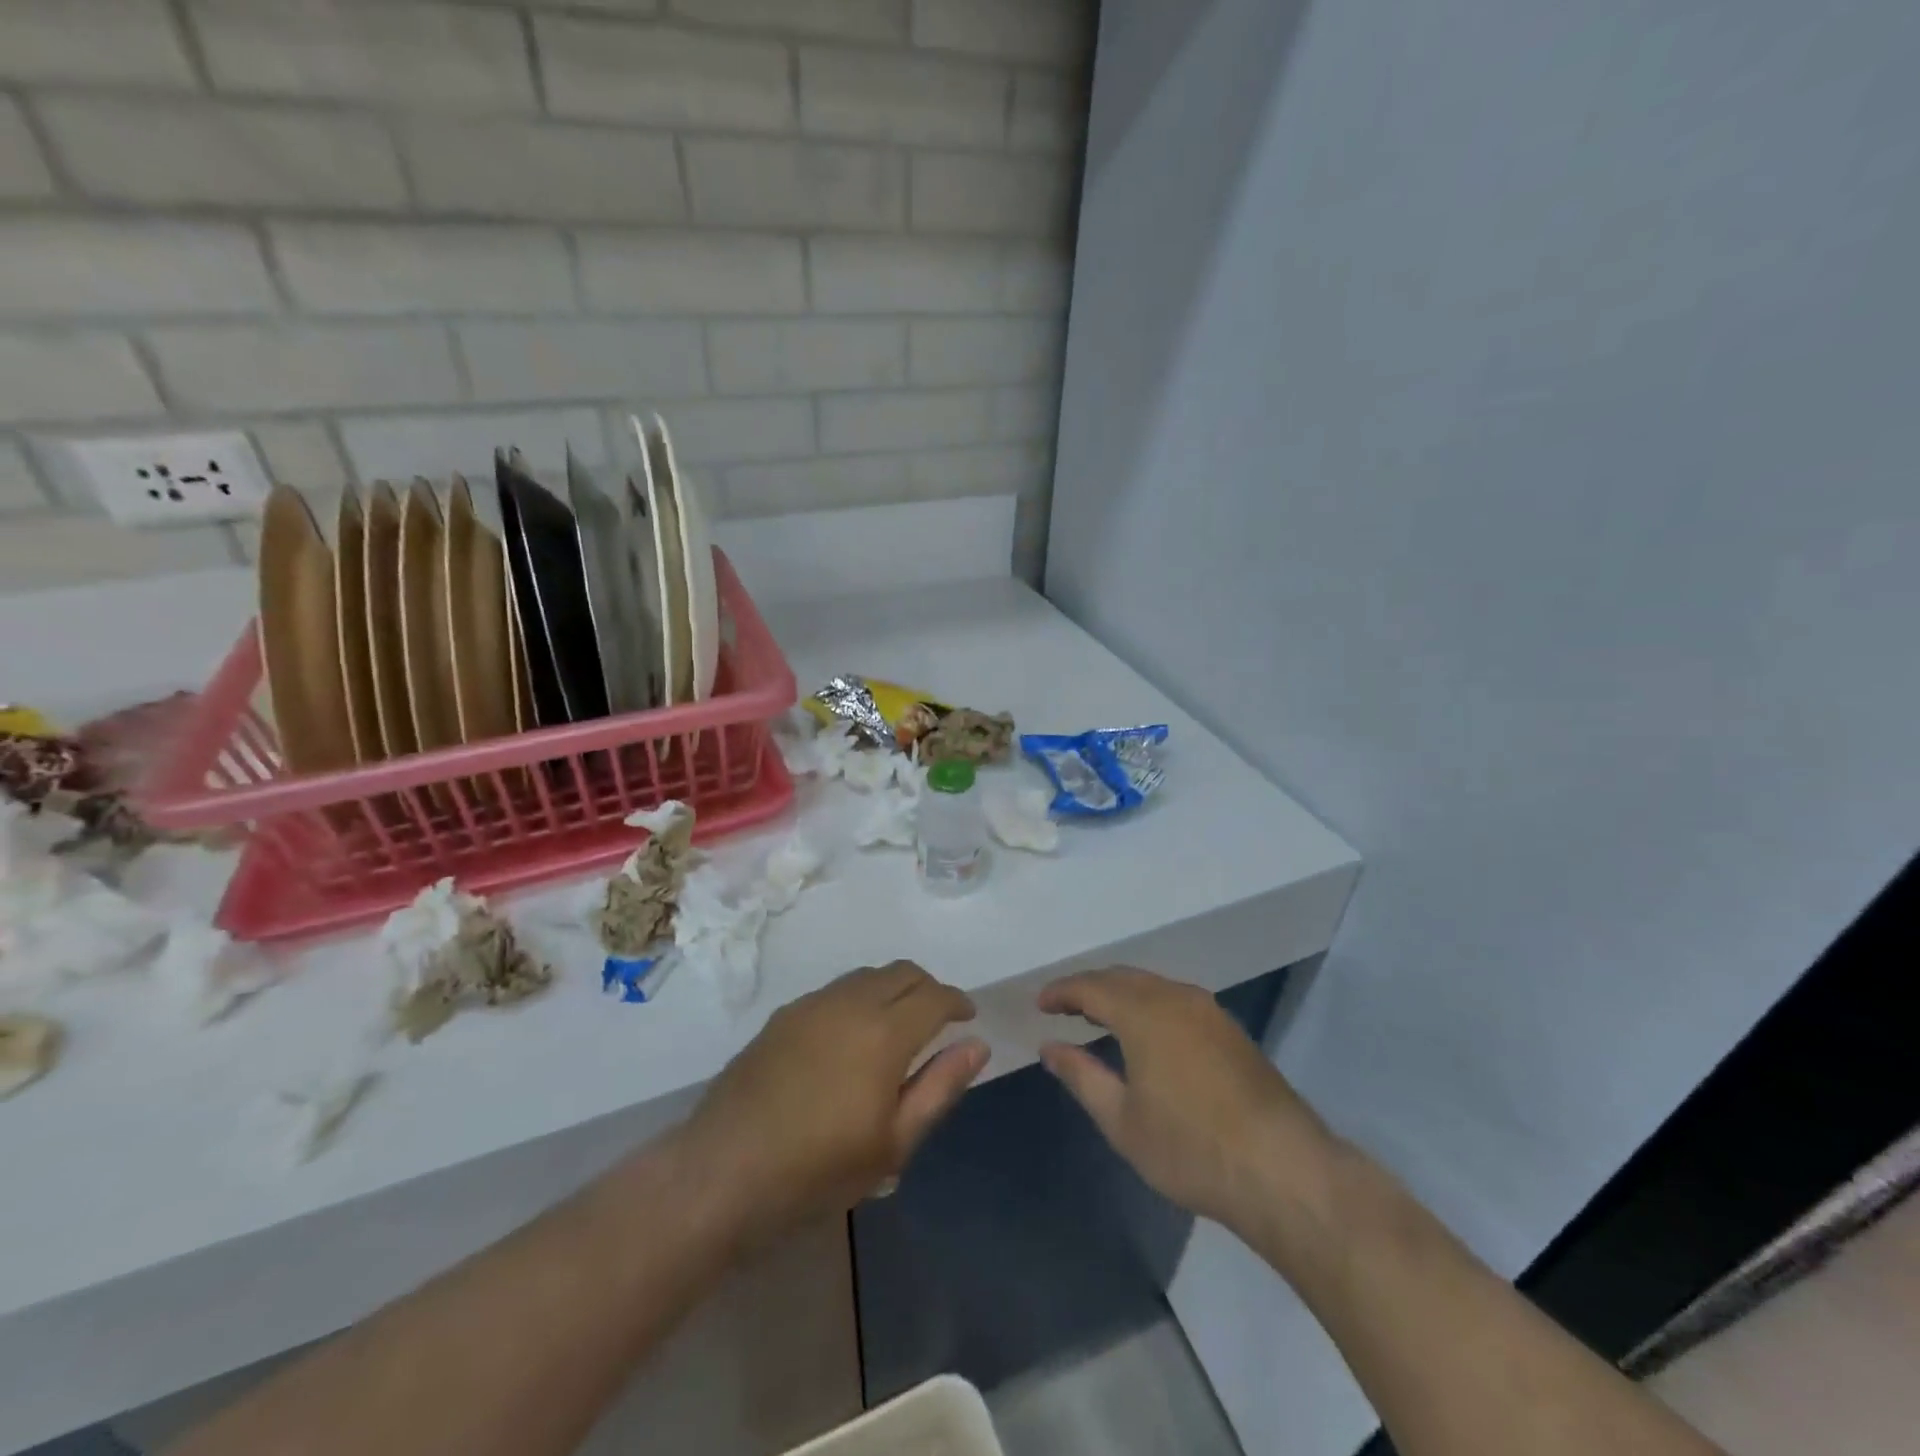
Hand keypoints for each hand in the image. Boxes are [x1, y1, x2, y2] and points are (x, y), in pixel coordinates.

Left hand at [683, 962, 987, 1247]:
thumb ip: (939, 1087)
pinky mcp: (784, 1015)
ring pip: (867, 975)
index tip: (968, 1017)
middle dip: (929, 987)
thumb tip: (977, 1045)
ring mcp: (812, 1004)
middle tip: (938, 1019)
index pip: (934, 995)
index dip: (957, 1001)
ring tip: (898, 1024)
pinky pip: (836, 990)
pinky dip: (860, 997)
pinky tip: (851, 1035)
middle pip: (902, 972)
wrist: (723, 1170)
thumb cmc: (818, 1169)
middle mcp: (850, 1002)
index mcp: (885, 1032)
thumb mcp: (893, 1143)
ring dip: (893, 988)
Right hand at [1038, 968, 1340, 1236]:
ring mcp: (1209, 1011)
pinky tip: (1145, 1033)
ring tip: (1098, 1017)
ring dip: (1121, 994)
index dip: (1061, 991)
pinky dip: (1148, 1004)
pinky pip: (1176, 999)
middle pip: (1122, 977)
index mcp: (1144, 1013)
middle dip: (1089, 987)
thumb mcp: (1122, 1120)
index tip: (1040, 1003)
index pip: (1091, 986)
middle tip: (1064, 1007)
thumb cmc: (1191, 1148)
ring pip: (1153, 986)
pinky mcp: (1230, 1030)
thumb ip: (1082, 1076)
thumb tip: (1050, 1047)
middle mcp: (1176, 997)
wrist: (1283, 1170)